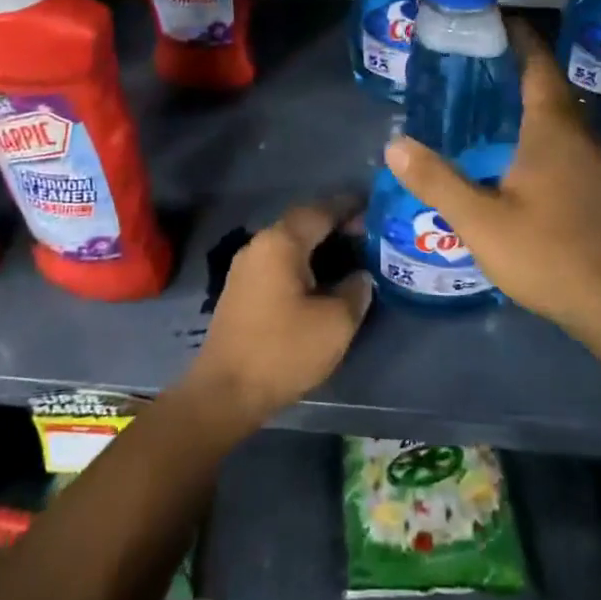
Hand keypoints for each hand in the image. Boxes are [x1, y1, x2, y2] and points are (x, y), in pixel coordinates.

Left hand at [185, 199, 371, 427]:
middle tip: (367, 234)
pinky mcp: (242, 290)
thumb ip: (355, 290)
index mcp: (281, 242)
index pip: (321, 210)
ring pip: (290, 243)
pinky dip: (303, 261)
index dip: (350, 207)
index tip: (375, 208)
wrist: (225, 392)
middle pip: (303, 222)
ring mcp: (246, 267)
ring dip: (318, 244)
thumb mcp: (336, 323)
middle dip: (335, 224)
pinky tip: (322, 278)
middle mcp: (260, 245)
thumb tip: (360, 276)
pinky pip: (279, 262)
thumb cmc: (283, 351)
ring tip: (350, 254)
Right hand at [383, 21, 600, 336]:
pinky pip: (564, 141)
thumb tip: (395, 144)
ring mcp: (594, 162)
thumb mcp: (481, 220)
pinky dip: (538, 130)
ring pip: (559, 115)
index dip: (518, 37)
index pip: (538, 64)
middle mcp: (579, 135)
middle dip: (516, 67)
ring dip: (528, 100)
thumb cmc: (548, 253)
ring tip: (486, 104)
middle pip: (549, 85)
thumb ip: (437, 181)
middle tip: (472, 65)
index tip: (490, 22)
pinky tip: (513, 153)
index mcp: (553, 128)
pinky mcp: (597, 187)